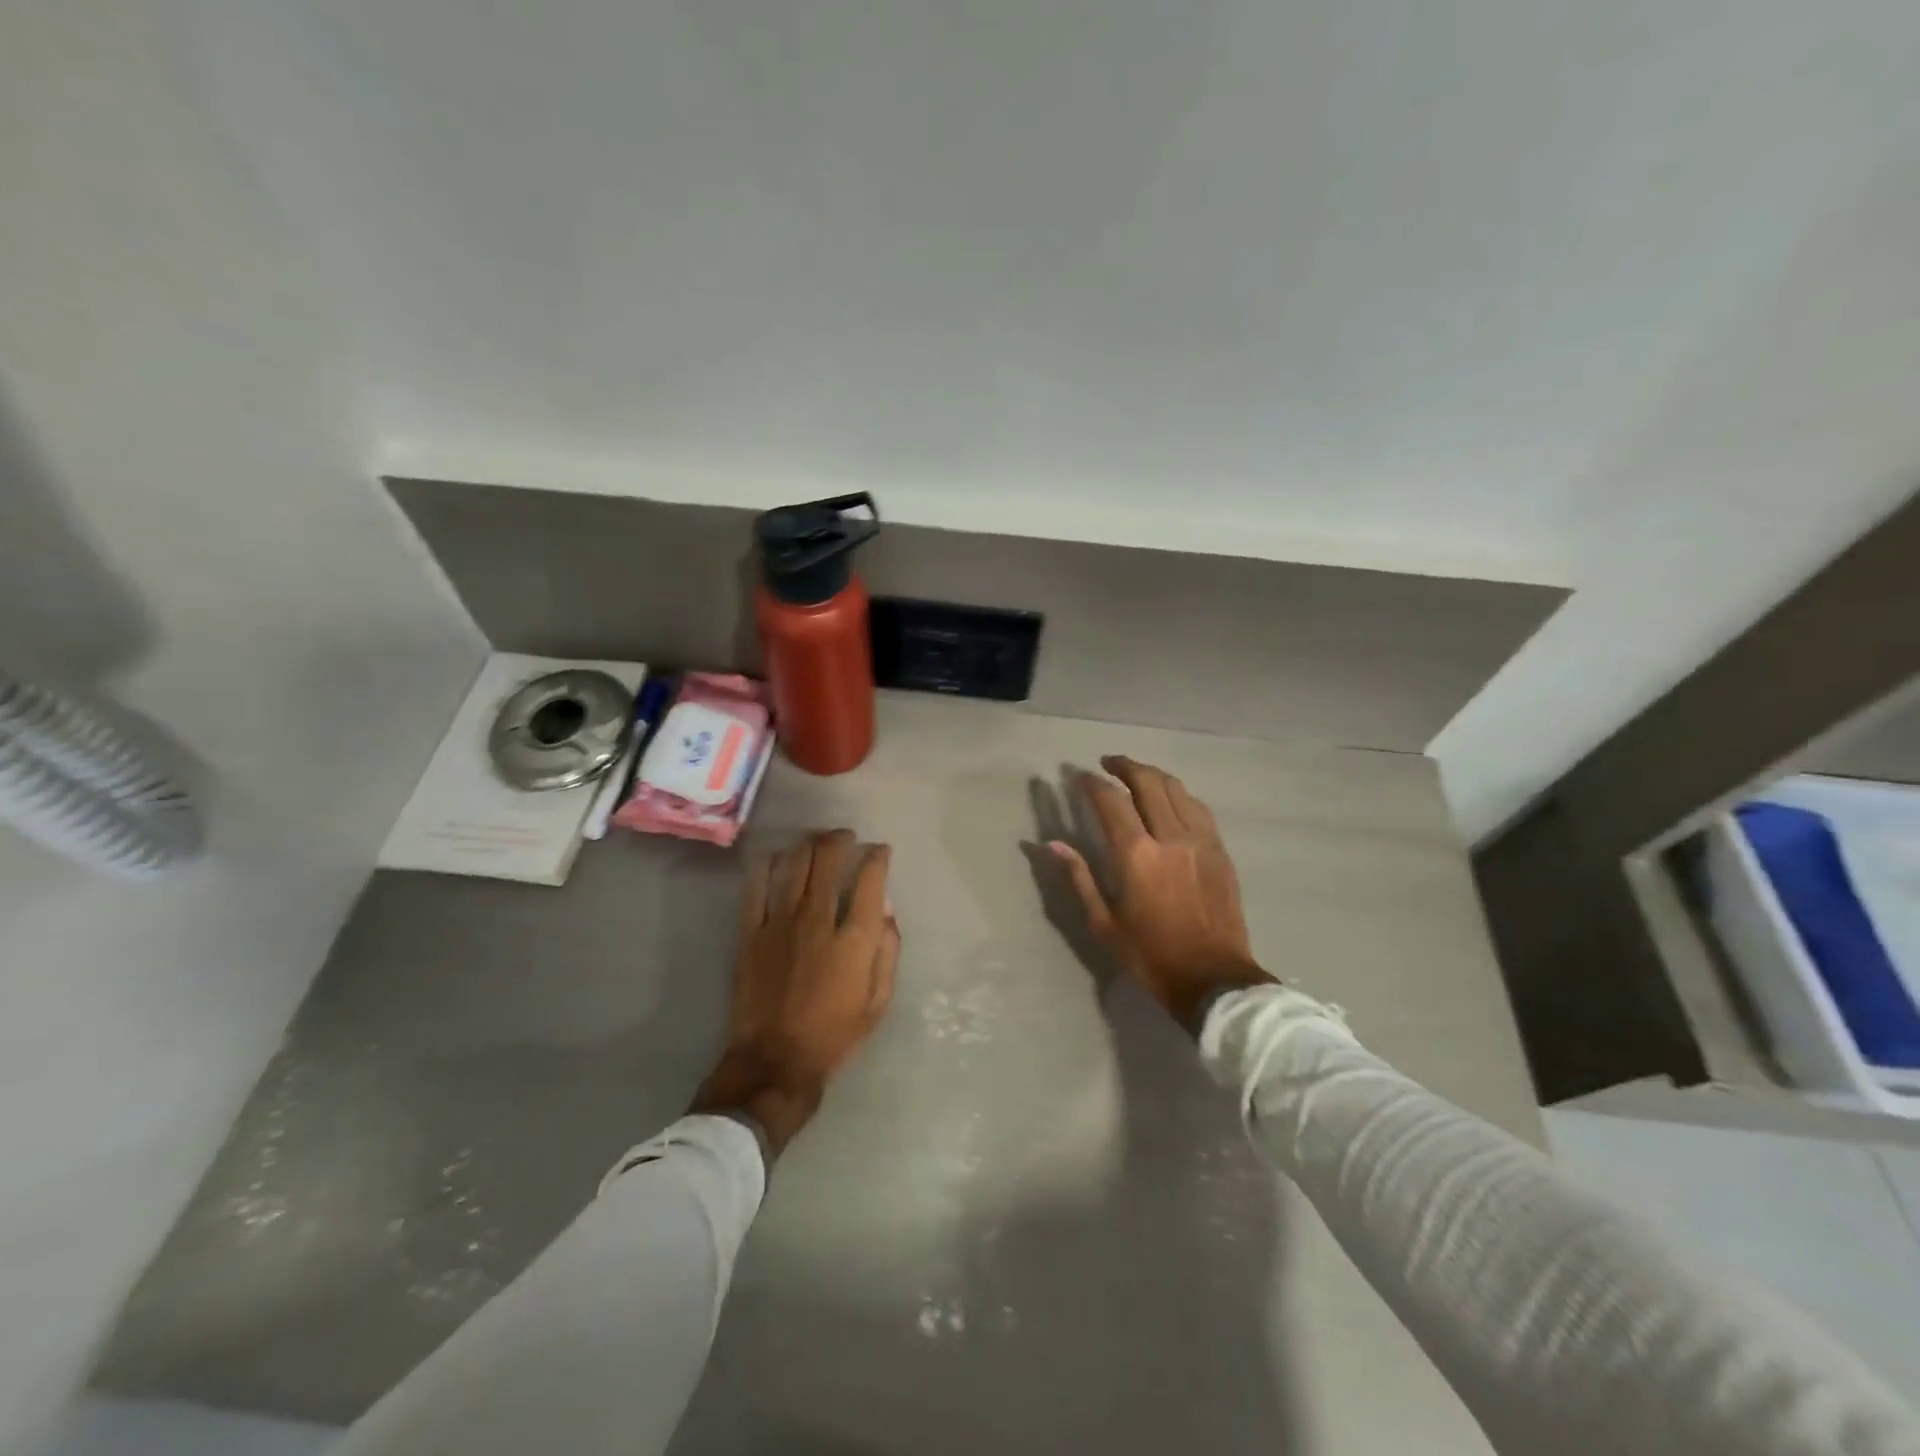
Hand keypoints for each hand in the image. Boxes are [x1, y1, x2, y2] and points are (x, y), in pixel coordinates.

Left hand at [691, 830, 900, 1155]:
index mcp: (854, 938)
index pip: (870, 878)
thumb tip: (886, 910)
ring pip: (794, 864)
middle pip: (828, 859)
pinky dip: (768, 865)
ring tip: (816, 842)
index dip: (878, 856)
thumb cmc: (835, 1034)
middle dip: (841, 840)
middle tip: (846, 838)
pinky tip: (778, 859)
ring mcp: (780, 923)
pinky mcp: (751, 932)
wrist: (776, 1060)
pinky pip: (757, 885)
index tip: (880, 851)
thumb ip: (887, 950)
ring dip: (808, 845)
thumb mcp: (878, 1001)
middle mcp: (818, 920)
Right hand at [1051, 756, 1271, 1031]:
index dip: (1092, 783)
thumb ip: (1079, 877)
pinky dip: (1179, 795)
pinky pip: (1198, 808)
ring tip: (1137, 774)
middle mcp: (1169, 836)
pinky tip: (1170, 798)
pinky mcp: (1219, 850)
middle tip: (1107, 763)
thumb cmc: (1150, 955)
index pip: (1111, 801)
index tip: (1078, 777)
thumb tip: (1052, 844)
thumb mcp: (1104, 922)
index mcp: (1136, 855)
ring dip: (1153, 775)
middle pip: (1147, 782)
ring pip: (1176, 789)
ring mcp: (1200, 840)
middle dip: (1124, 766)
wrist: (1213, 979)